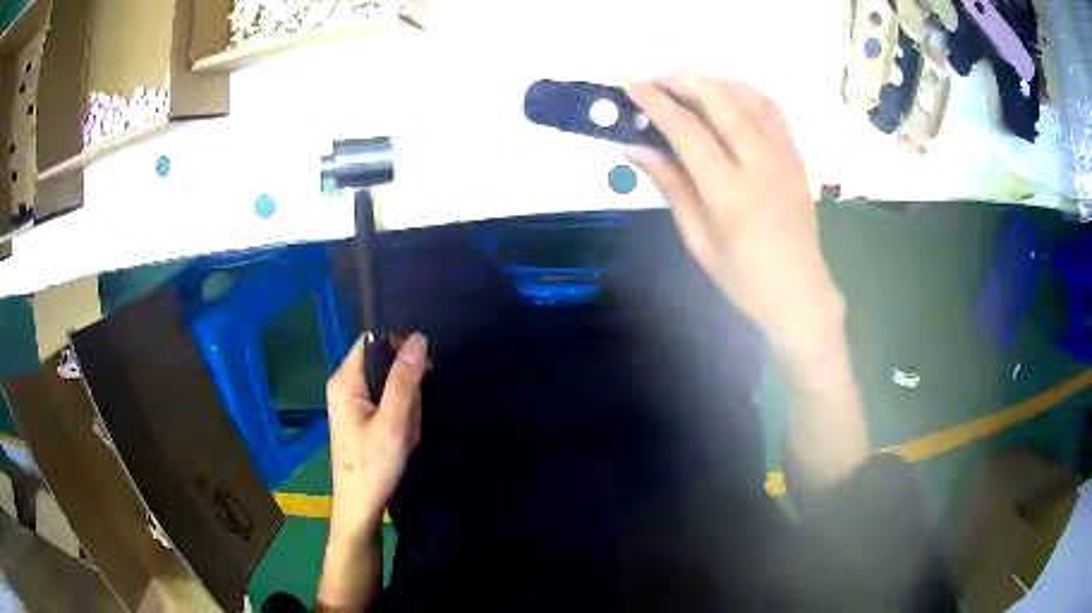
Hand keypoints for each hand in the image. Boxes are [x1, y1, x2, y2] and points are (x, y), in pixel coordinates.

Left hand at [325, 332, 427, 536]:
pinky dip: (399, 416)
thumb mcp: (394, 422)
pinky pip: (385, 403)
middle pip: (382, 363)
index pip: (373, 341)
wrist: (360, 506)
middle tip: (411, 414)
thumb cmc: (373, 466)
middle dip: (405, 385)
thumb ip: (405, 380)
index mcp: (345, 381)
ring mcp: (350, 403)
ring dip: (405, 405)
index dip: (399, 346)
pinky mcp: (358, 417)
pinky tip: (401, 437)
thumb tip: (419, 338)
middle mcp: (343, 385)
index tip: (424, 368)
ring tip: (406, 432)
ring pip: (388, 385)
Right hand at [625, 74, 843, 349]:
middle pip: (720, 101)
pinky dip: (746, 92)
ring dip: (713, 81)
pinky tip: (728, 95)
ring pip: (748, 98)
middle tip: (655, 79)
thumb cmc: (744, 278)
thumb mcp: (698, 240)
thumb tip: (635, 148)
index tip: (630, 84)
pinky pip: (772, 110)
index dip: (655, 102)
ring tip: (687, 84)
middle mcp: (759, 164)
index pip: (687, 130)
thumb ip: (670, 187)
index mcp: (729, 192)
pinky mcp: (797, 157)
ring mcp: (783, 157)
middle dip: (682, 81)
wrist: (799, 294)